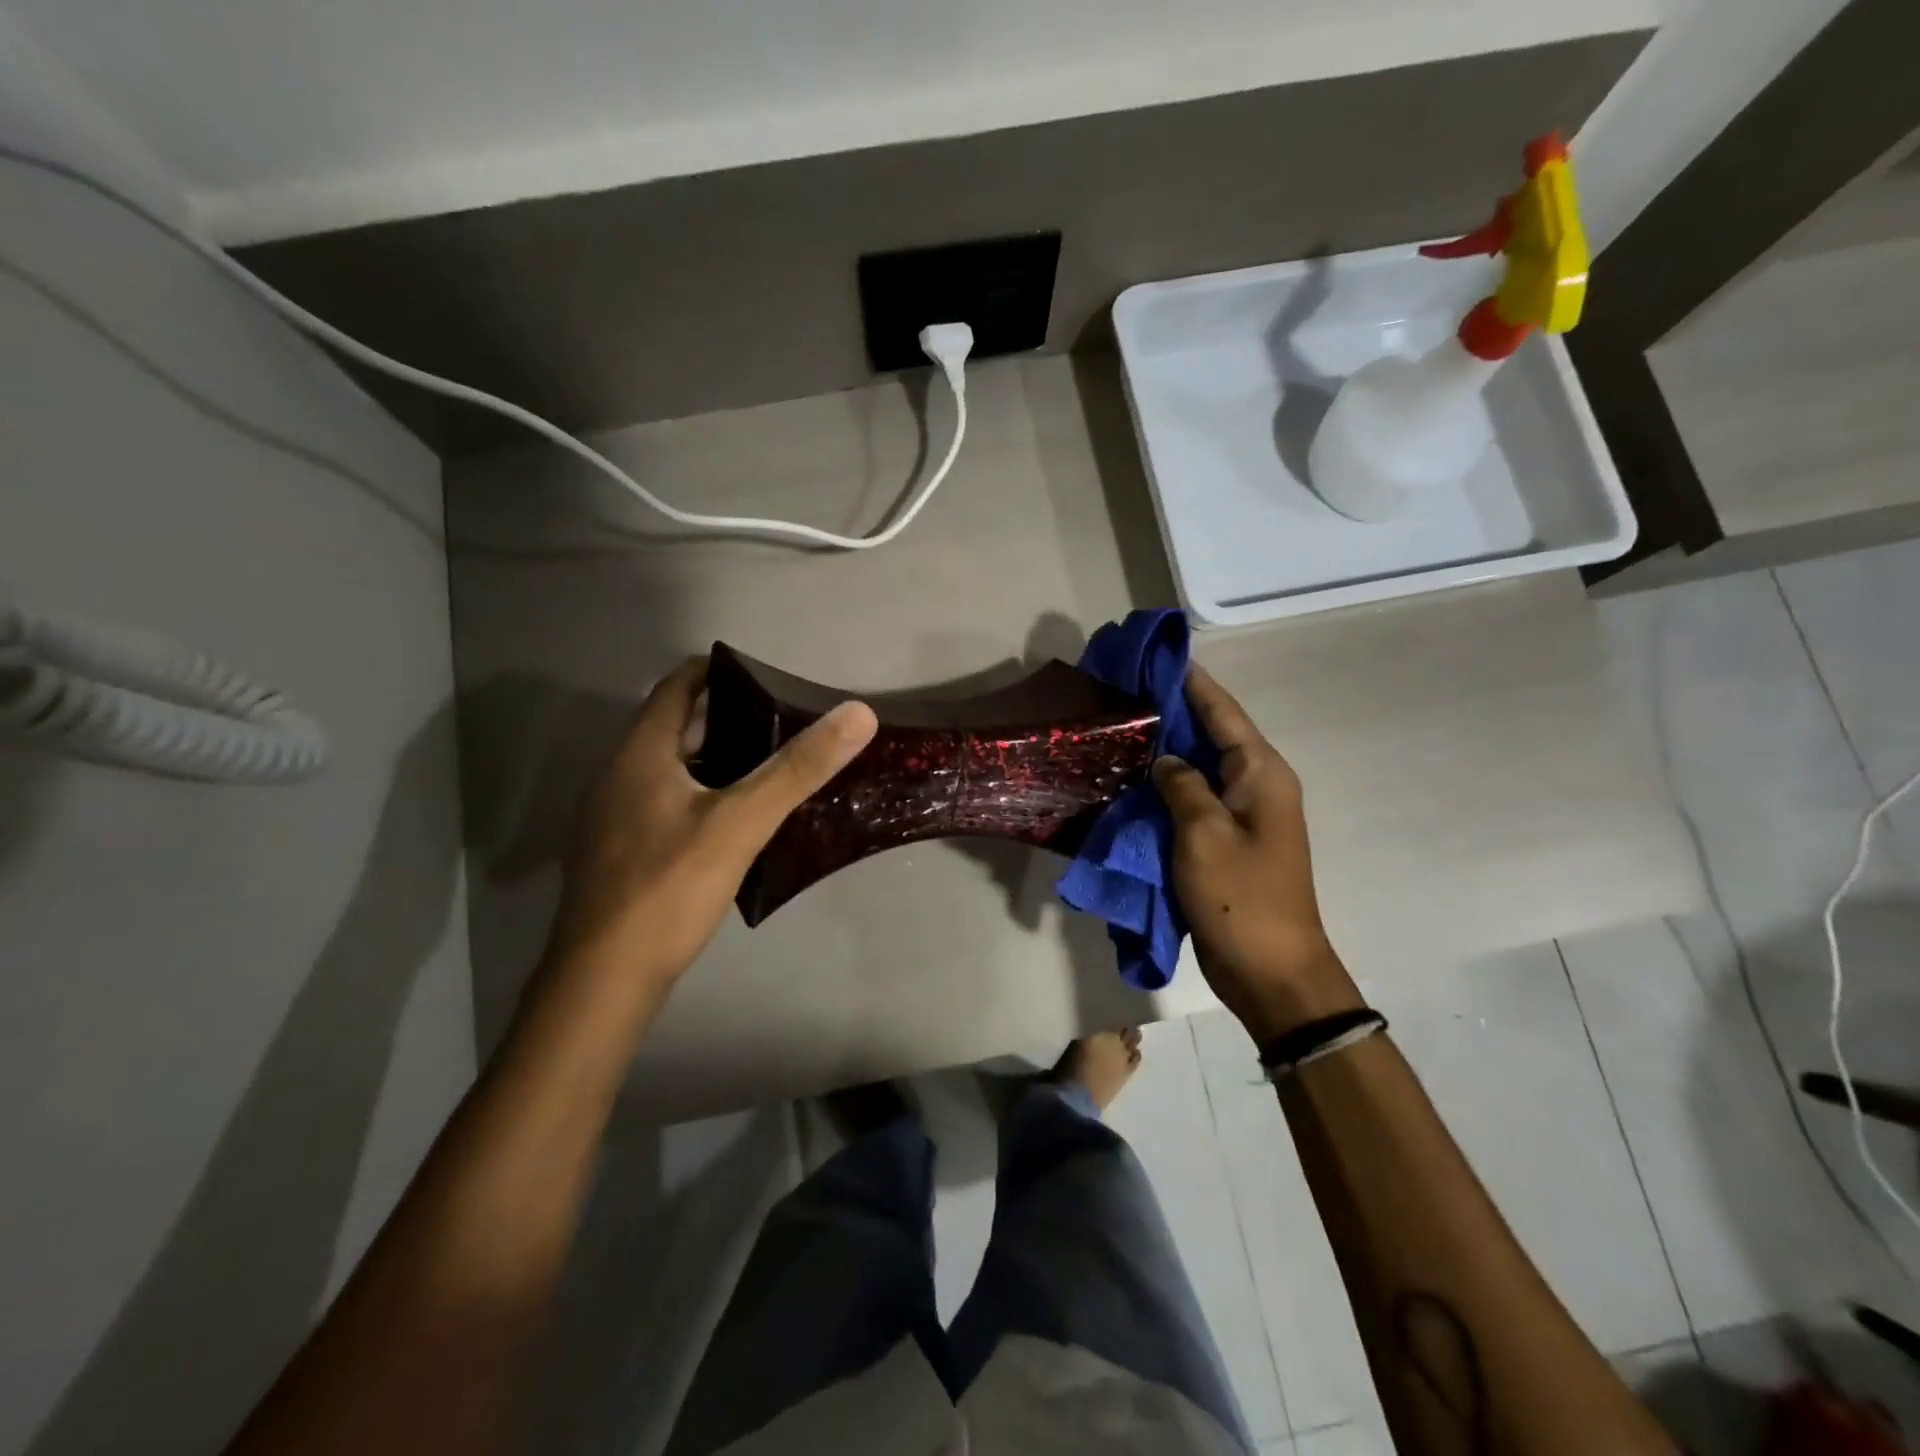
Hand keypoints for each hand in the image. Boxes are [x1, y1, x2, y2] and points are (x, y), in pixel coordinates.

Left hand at [548, 656, 878, 981]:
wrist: (604, 979)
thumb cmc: (670, 887)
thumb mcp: (741, 822)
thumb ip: (798, 768)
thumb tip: (857, 714)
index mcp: (639, 754)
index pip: (677, 687)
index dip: (718, 671)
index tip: (765, 676)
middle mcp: (616, 775)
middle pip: (673, 727)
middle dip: (725, 718)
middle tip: (781, 723)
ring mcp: (611, 818)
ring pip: (668, 769)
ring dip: (712, 760)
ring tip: (767, 767)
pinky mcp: (617, 854)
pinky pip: (662, 804)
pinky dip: (698, 795)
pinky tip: (731, 821)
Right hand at [1152, 664, 1361, 1041]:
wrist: (1271, 970)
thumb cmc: (1241, 897)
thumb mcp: (1204, 833)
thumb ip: (1181, 785)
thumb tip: (1165, 760)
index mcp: (1261, 772)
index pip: (1222, 710)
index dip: (1190, 680)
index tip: (1156, 654)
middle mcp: (1255, 785)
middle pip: (1210, 734)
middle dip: (1170, 711)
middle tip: (1123, 691)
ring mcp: (1240, 815)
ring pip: (1198, 768)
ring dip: (1165, 750)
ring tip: (1120, 728)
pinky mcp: (1224, 842)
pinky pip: (1192, 801)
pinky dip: (1165, 788)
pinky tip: (1131, 780)